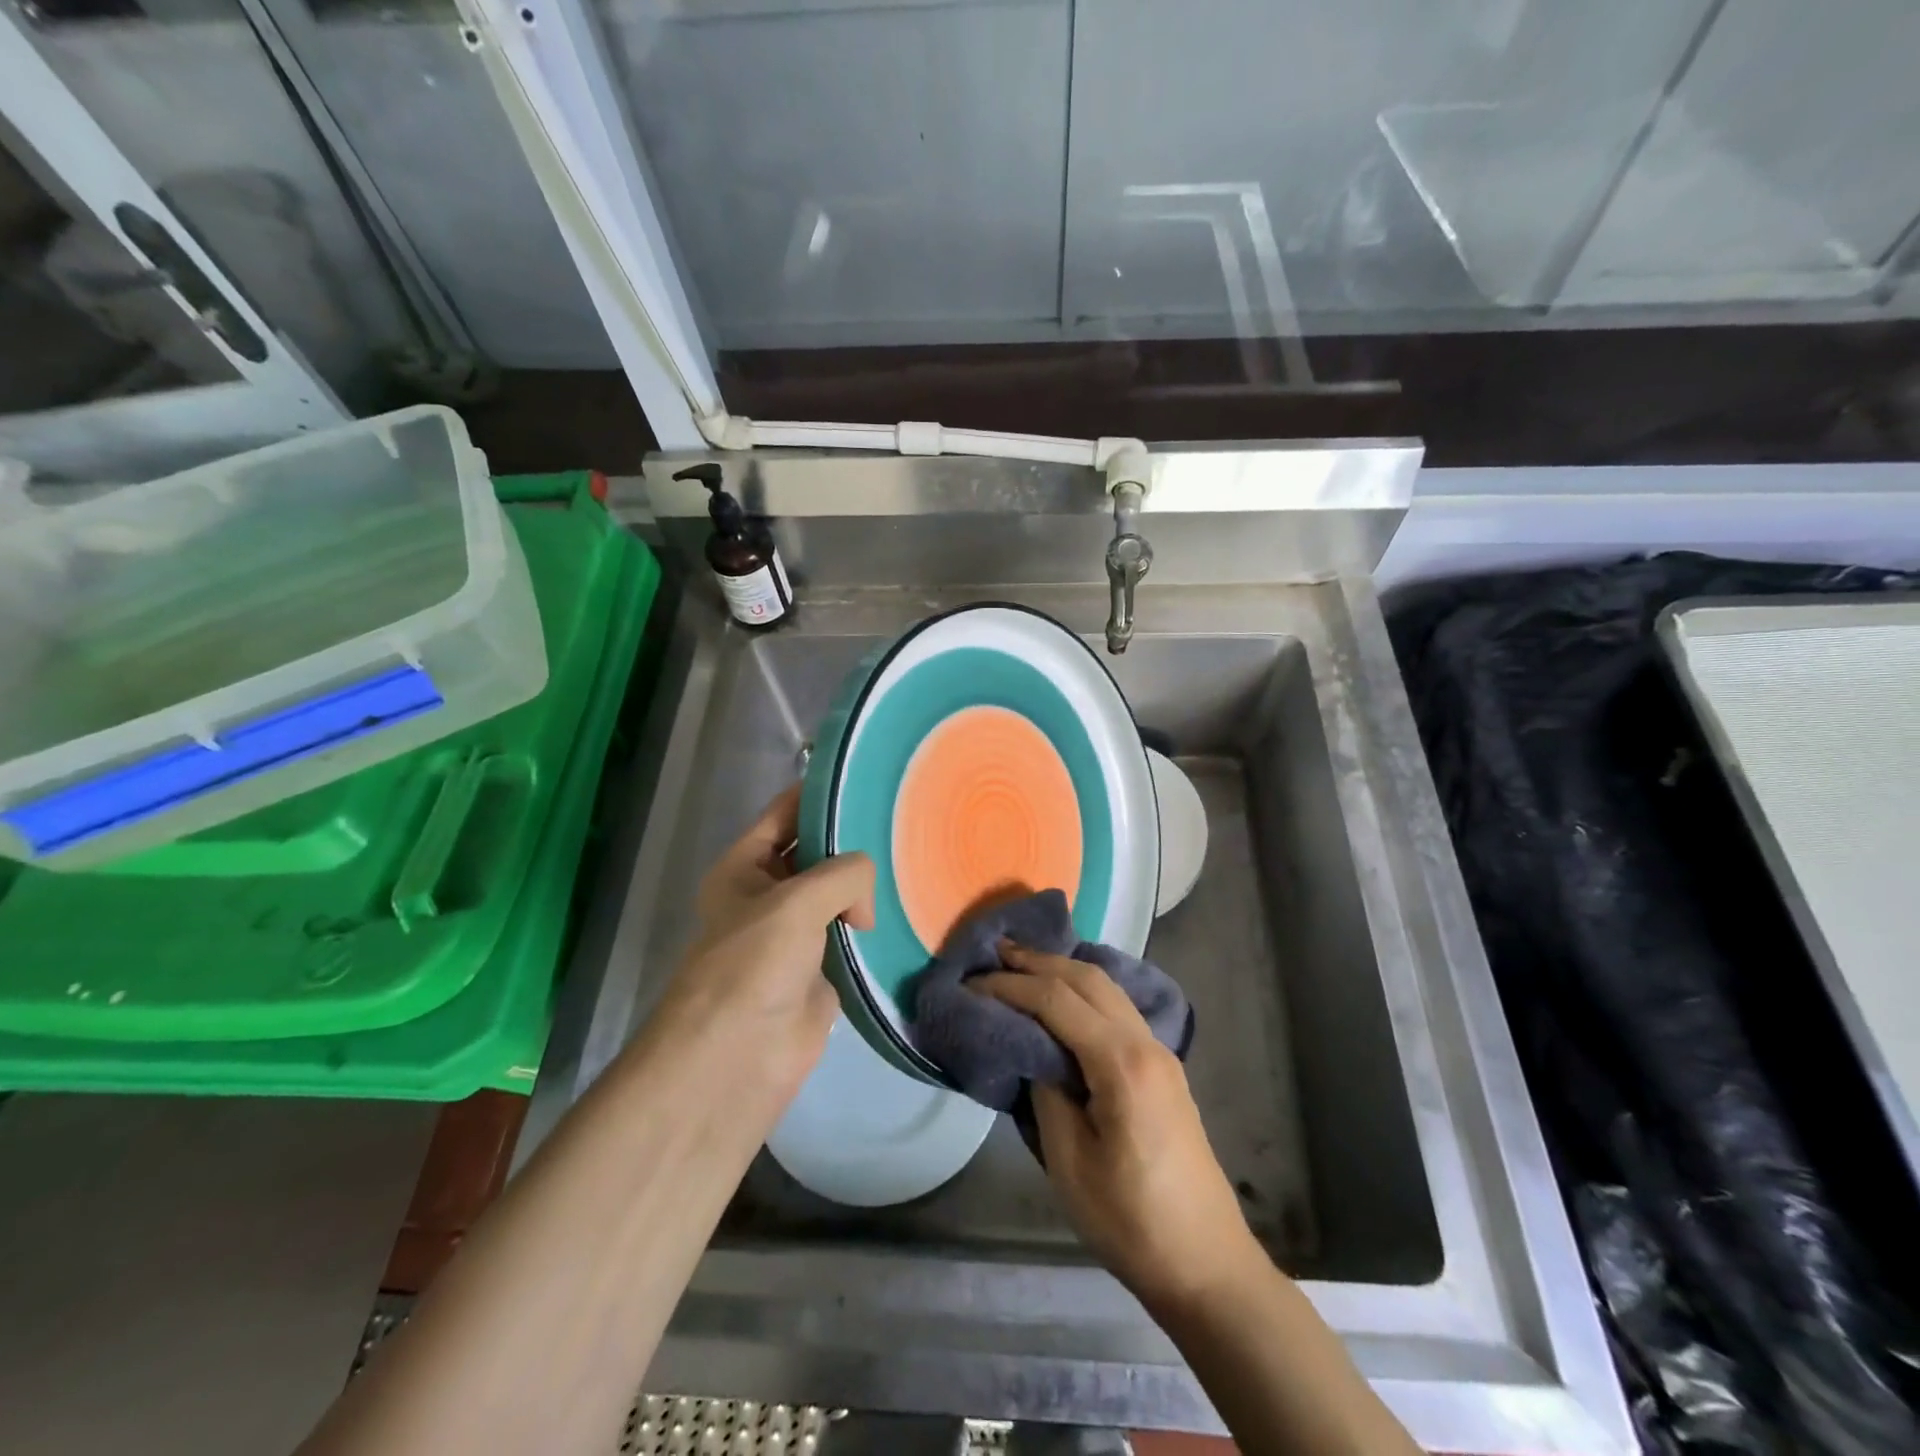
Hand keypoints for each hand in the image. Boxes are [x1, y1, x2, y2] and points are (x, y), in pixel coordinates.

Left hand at [643, 786, 875, 1107]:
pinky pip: (852, 933)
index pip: (784, 814)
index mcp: (743, 867)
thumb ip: (843, 874)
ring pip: (837, 893)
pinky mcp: (821, 968)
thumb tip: (864, 906)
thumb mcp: (796, 900)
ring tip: (912, 854)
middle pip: (815, 851)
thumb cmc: (753, 964)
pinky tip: (906, 905)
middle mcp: (767, 893)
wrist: (738, 1057)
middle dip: (849, 838)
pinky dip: (873, 923)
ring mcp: (795, 932)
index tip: (866, 777)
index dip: (819, 793)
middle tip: (902, 816)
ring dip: (865, 883)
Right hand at [973, 944, 1264, 1312]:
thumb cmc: (1130, 1221)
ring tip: (1022, 964)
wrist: (1205, 1263)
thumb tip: (1031, 1049)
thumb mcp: (1070, 1161)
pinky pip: (1118, 1007)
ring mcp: (1159, 1052)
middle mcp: (1145, 1042)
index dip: (1012, 986)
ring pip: (1107, 987)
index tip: (972, 983)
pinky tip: (1063, 997)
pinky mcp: (1162, 1067)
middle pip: (1087, 979)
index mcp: (1122, 1063)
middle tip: (995, 953)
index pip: (1057, 1001)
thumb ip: (1046, 1090)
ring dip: (1063, 969)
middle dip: (1038, 961)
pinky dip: (1084, 990)